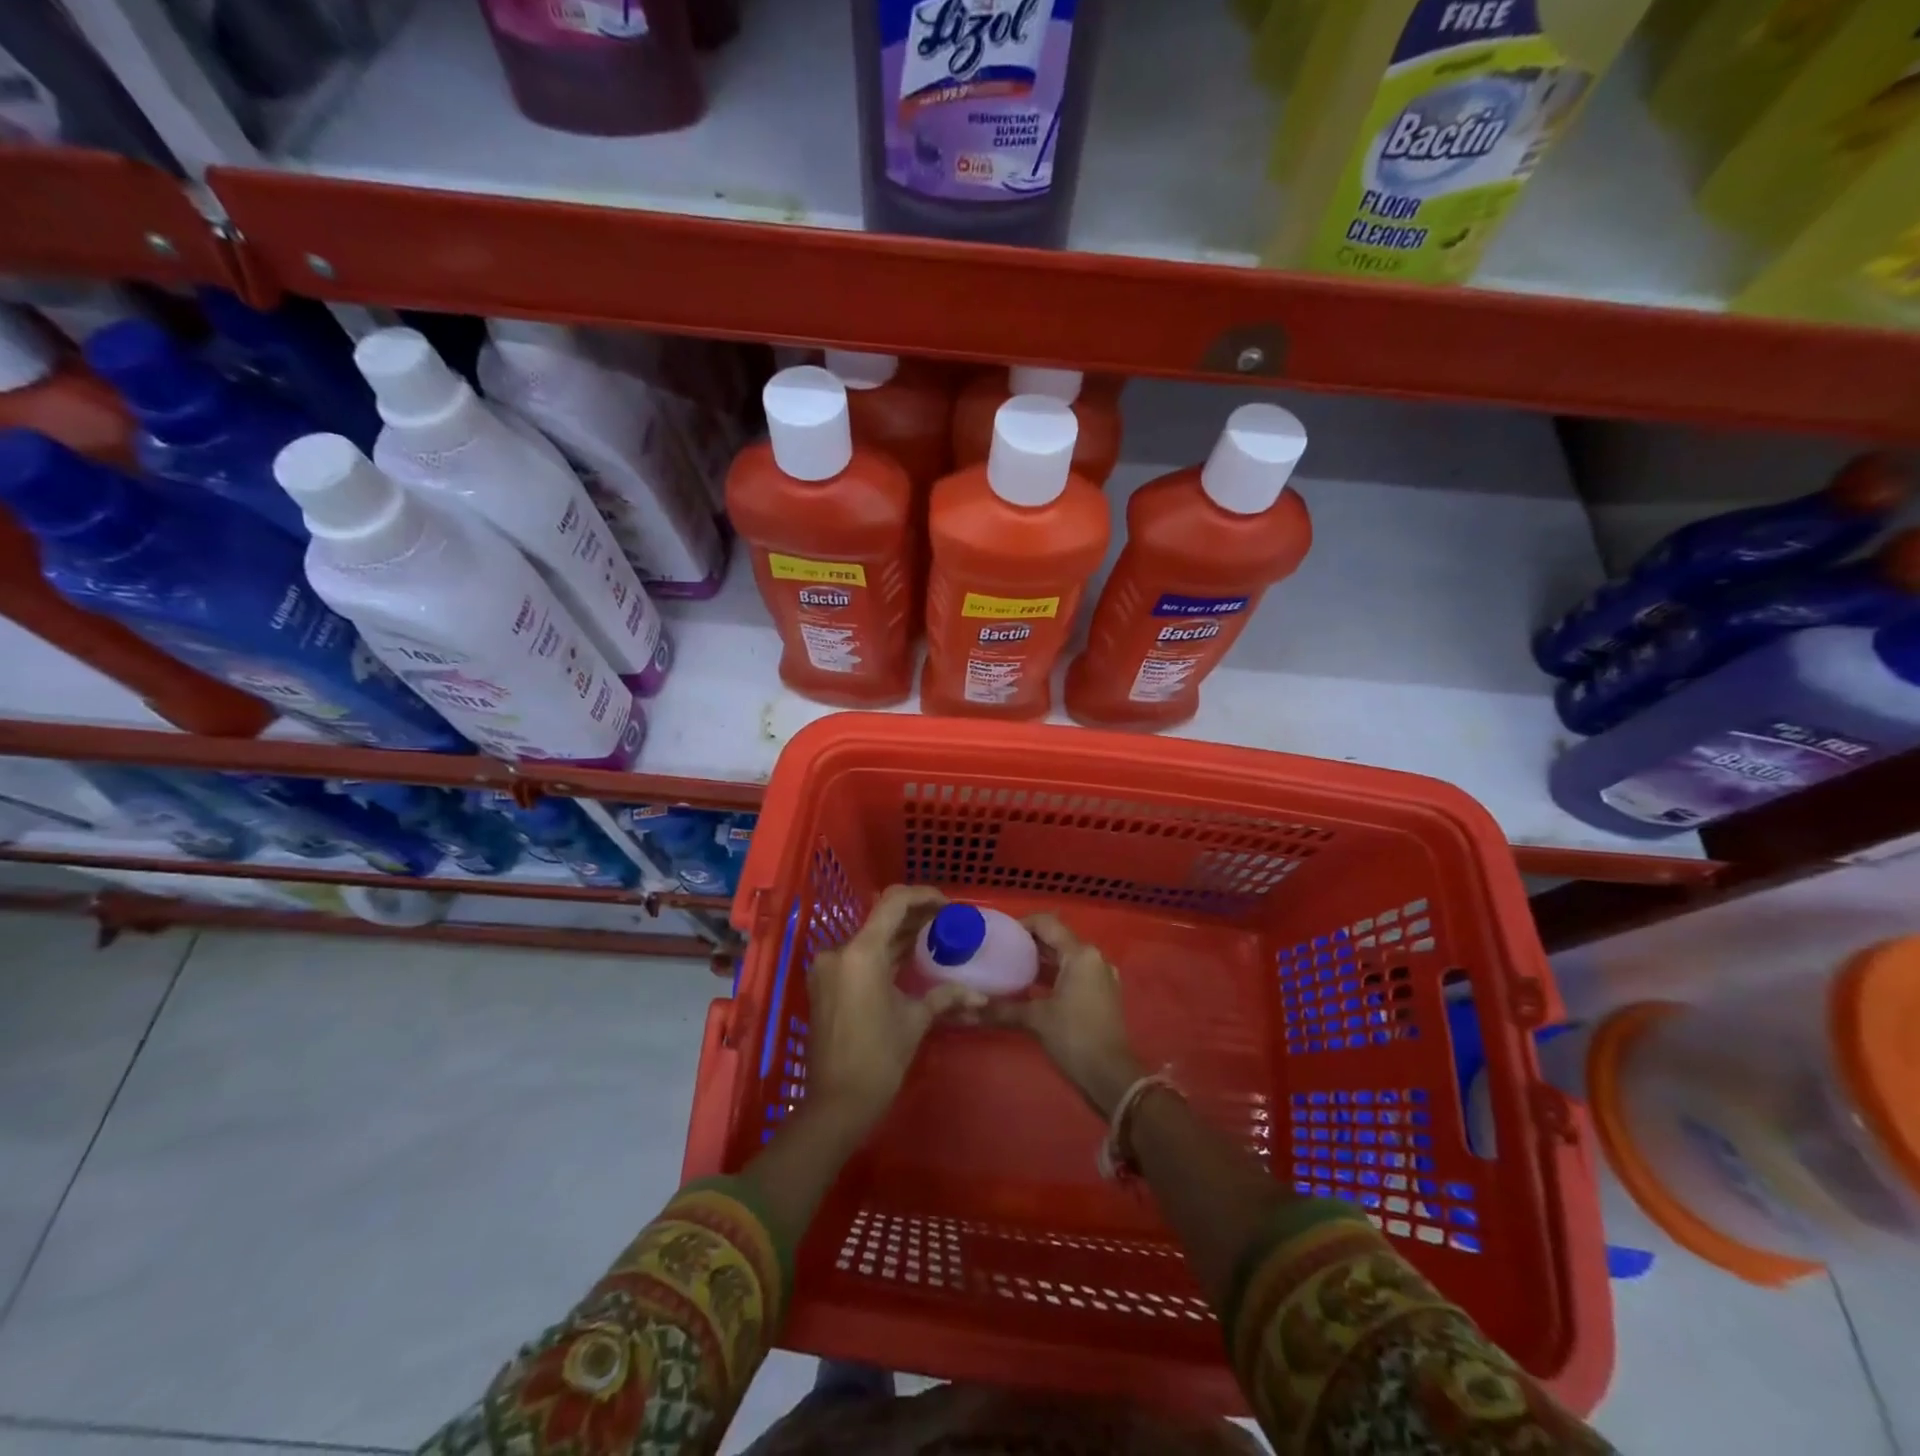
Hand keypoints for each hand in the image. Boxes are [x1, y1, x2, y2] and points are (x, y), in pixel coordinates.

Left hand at [805, 884, 978, 1130]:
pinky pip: (859, 956)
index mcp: (861, 953)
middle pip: (881, 918)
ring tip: (933, 937)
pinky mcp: (826, 984)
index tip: (948, 906)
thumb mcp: (915, 1021)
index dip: (924, 896)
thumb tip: (980, 995)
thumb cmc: (879, 1059)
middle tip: (947, 922)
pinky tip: (907, 959)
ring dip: (900, 934)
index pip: (894, 902)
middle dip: (915, 916)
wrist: (835, 1104)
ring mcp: (828, 968)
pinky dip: (884, 953)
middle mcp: (840, 951)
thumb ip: (946, 997)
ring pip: (870, 937)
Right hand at [986, 913, 1142, 1117]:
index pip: (1047, 923)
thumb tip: (965, 1011)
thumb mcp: (1036, 1020)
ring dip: (1040, 962)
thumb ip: (1001, 1010)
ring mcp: (1101, 976)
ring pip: (1065, 958)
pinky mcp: (1102, 994)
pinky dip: (1053, 976)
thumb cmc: (1075, 1038)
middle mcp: (1094, 958)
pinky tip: (1031, 989)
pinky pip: (1074, 974)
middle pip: (1056, 939)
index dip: (1021, 924)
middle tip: (999, 952)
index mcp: (1080, 954)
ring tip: (1010, 969)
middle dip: (1028, 944)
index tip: (998, 936)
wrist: (1112, 1077)